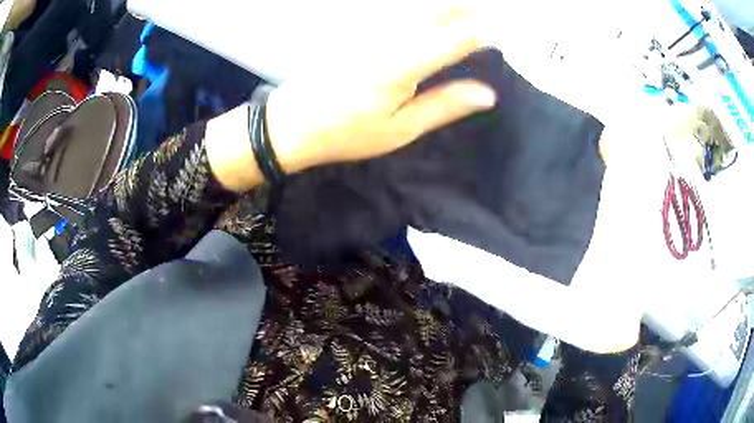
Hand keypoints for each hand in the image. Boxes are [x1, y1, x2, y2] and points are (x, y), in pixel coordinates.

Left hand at [265, 7, 496, 173]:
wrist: (292, 122)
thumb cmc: (346, 133)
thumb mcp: (401, 128)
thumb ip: (445, 105)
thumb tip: (488, 94)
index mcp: (404, 64)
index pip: (457, 37)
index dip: (484, 31)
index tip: (506, 33)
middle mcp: (389, 36)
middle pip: (438, 11)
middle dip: (468, 11)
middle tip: (490, 20)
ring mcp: (371, 28)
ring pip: (418, 8)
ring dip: (446, 9)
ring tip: (468, 16)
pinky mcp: (358, 28)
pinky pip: (397, 12)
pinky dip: (421, 12)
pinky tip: (430, 20)